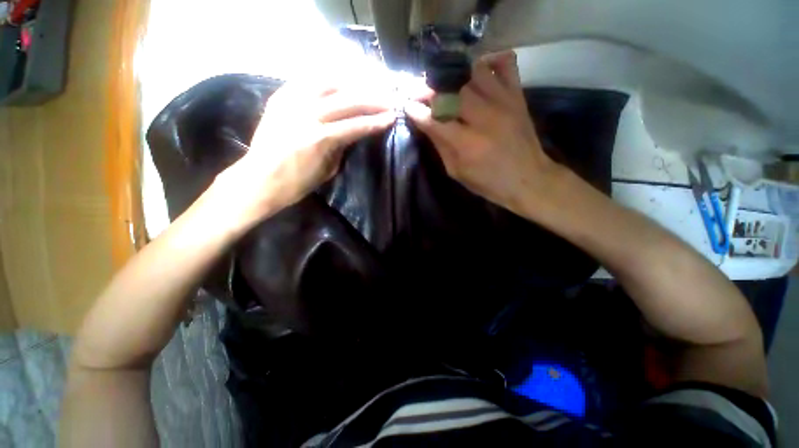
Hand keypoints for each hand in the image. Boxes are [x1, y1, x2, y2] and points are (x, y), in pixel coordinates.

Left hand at [216, 80, 396, 227]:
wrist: (259, 179)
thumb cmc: (297, 183)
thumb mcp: (328, 170)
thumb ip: (342, 147)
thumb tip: (354, 132)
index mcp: (320, 139)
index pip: (356, 125)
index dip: (376, 121)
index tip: (392, 117)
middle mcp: (306, 114)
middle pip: (346, 100)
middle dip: (371, 100)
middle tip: (387, 100)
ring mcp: (291, 102)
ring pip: (328, 83)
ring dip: (351, 83)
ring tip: (366, 86)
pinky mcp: (279, 97)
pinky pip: (306, 80)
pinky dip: (326, 79)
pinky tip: (338, 80)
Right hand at [405, 51, 560, 216]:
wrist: (528, 179)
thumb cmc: (488, 182)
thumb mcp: (457, 172)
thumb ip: (440, 146)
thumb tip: (426, 123)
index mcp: (467, 144)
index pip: (434, 119)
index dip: (417, 111)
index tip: (408, 105)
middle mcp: (484, 118)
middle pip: (451, 91)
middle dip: (431, 90)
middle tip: (422, 94)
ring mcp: (504, 102)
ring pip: (473, 72)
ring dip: (456, 78)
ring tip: (449, 87)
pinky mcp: (518, 95)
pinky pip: (505, 63)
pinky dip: (490, 61)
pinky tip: (479, 72)